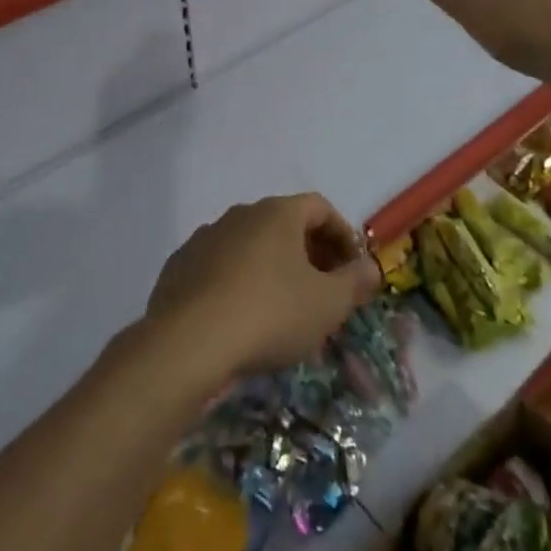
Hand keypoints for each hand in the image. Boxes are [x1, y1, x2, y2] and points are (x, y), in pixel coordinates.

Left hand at [146, 194, 380, 380]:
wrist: (188, 342)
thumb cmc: (269, 314)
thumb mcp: (327, 304)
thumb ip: (354, 282)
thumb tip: (370, 267)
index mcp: (278, 213)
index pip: (320, 207)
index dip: (342, 235)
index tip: (351, 269)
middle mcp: (241, 214)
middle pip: (285, 224)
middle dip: (309, 254)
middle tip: (323, 291)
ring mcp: (206, 237)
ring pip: (250, 246)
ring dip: (272, 268)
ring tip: (283, 310)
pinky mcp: (179, 266)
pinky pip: (220, 266)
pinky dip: (237, 283)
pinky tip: (240, 318)